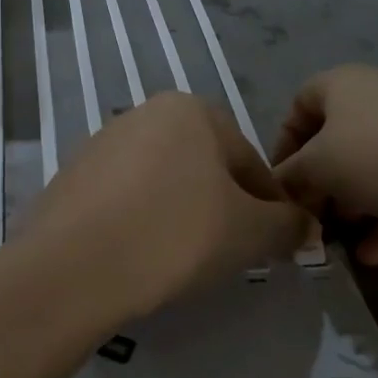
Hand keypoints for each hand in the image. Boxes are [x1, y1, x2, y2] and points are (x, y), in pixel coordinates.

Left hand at [15, 92, 308, 322]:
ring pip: (163, 183)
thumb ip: (287, 224)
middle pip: (204, 168)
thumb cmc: (176, 235)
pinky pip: (124, 200)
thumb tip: (305, 225)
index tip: (272, 244)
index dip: (269, 207)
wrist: (74, 267)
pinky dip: (140, 222)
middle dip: (223, 209)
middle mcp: (143, 114)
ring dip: (181, 214)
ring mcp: (101, 144)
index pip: (249, 162)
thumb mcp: (250, 233)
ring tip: (183, 260)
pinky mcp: (71, 178)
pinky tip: (140, 256)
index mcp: (190, 110)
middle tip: (229, 253)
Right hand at [271, 65, 377, 264]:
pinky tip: (375, 256)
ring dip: (354, 207)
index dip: (284, 143)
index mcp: (343, 85)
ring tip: (339, 244)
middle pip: (338, 143)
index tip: (281, 184)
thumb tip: (280, 191)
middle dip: (320, 185)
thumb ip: (291, 178)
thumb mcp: (317, 166)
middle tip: (310, 221)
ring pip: (374, 170)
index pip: (301, 104)